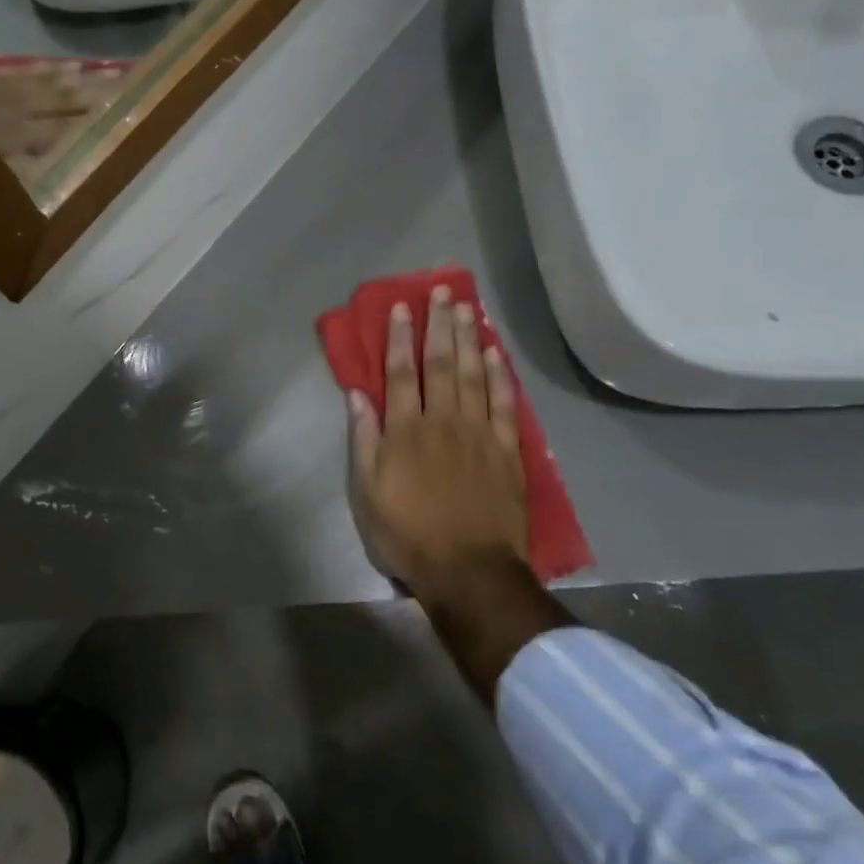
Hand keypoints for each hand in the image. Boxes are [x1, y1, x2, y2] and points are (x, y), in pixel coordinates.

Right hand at [347, 285, 528, 607]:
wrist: (469, 571)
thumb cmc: (409, 534)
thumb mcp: (367, 493)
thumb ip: (364, 440)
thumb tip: (357, 395)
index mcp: (406, 430)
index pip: (400, 372)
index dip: (399, 337)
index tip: (401, 307)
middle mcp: (442, 421)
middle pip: (440, 362)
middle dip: (438, 324)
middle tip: (441, 291)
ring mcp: (479, 433)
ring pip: (473, 374)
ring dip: (468, 337)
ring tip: (466, 307)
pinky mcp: (507, 450)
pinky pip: (504, 403)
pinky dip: (500, 375)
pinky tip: (495, 352)